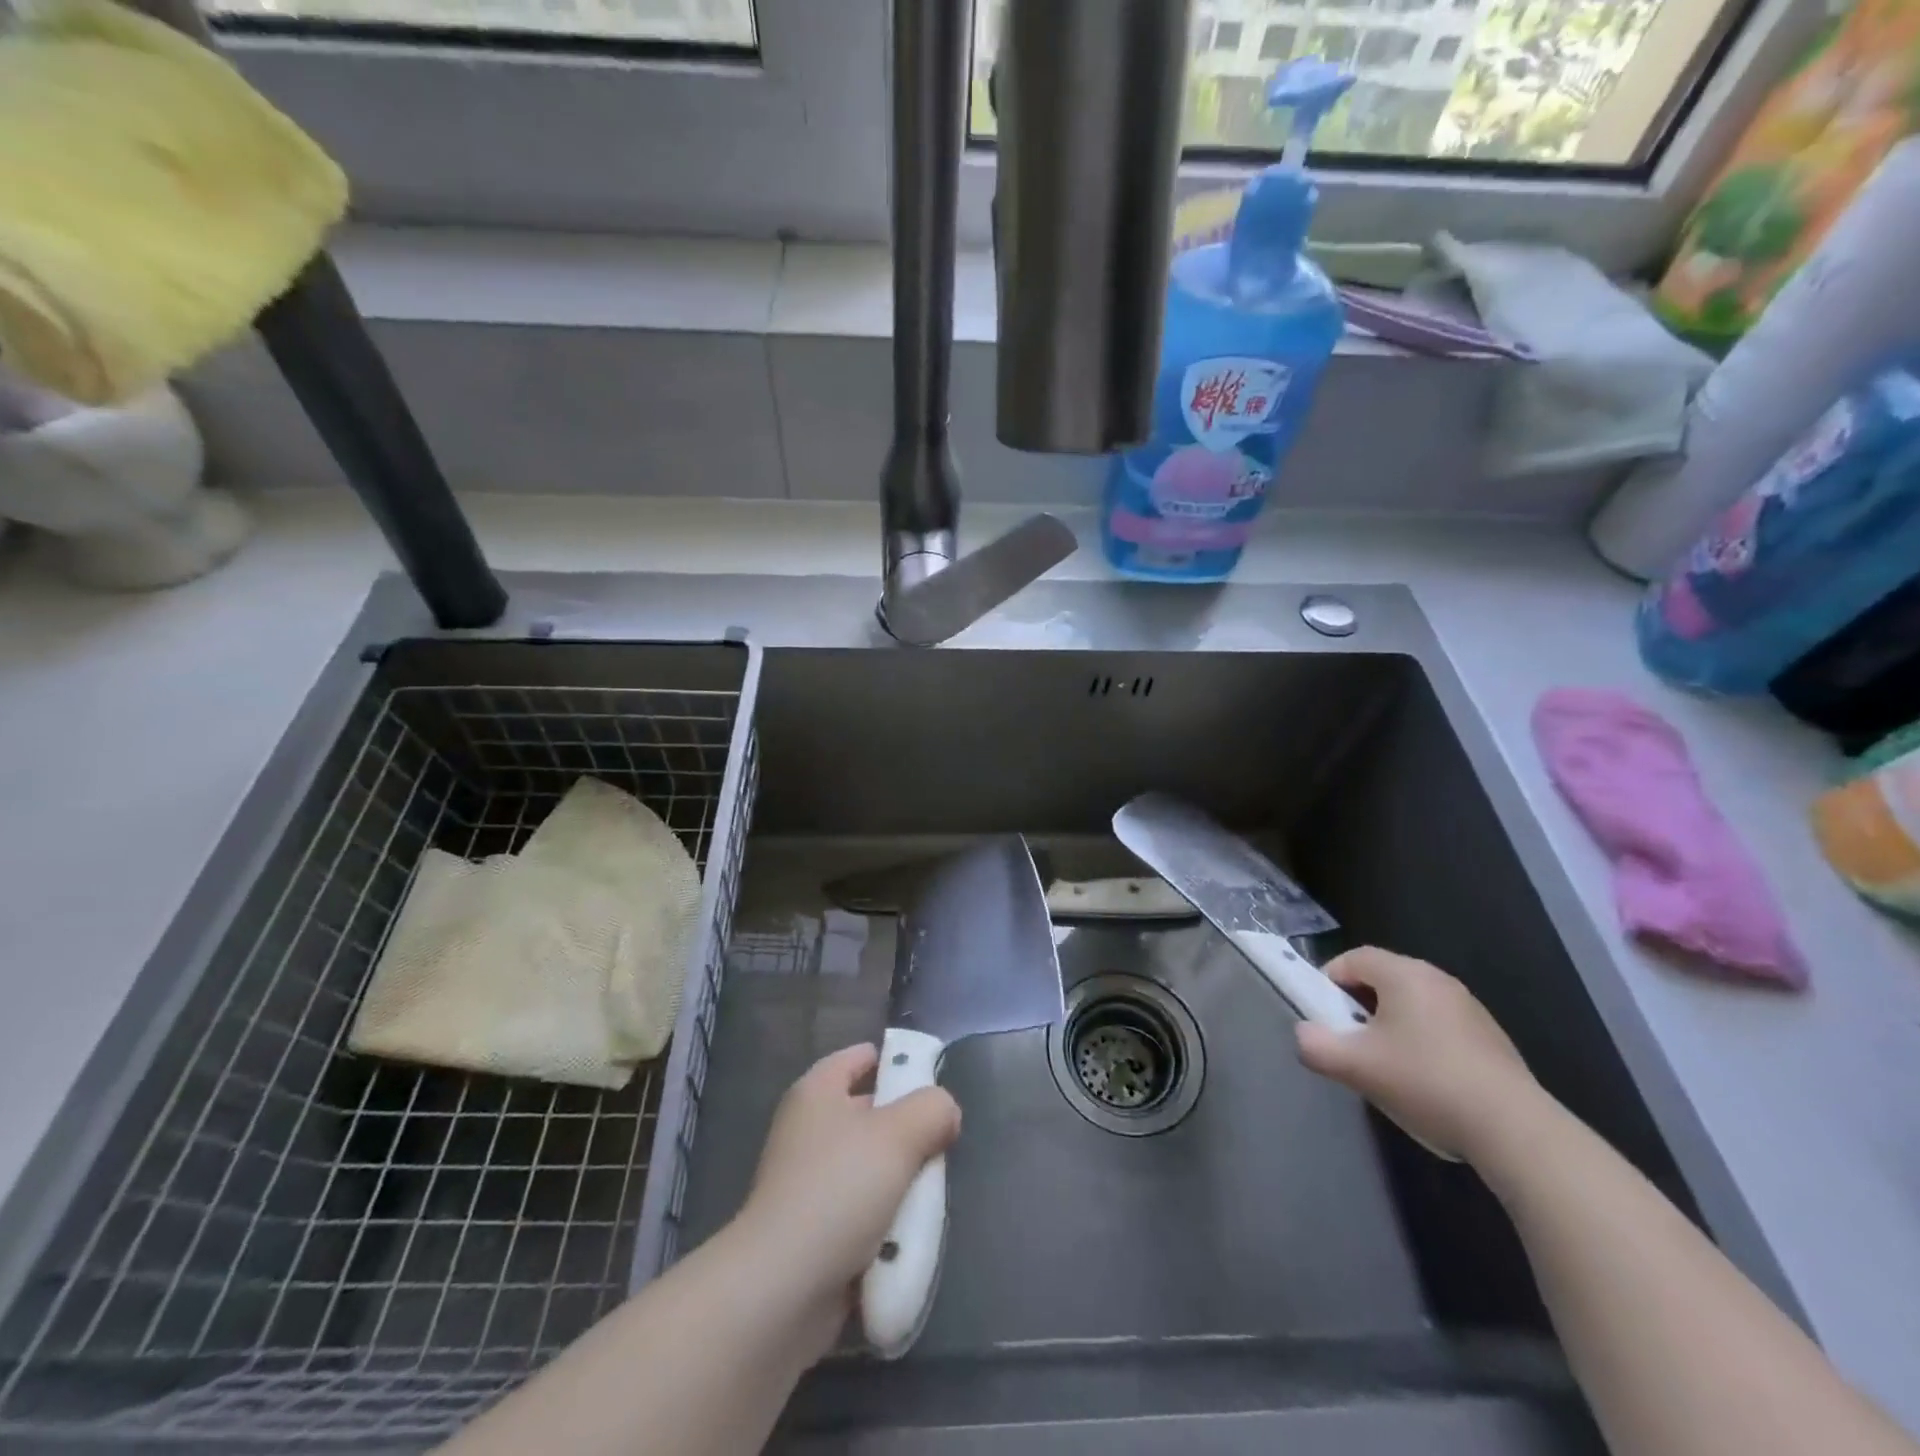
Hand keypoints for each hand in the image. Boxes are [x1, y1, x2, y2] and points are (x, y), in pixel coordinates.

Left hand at [730, 1044, 960, 1359]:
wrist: (782, 1291)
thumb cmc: (840, 1190)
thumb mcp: (900, 1134)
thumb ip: (932, 1108)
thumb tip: (945, 1110)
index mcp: (818, 1091)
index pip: (862, 1057)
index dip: (897, 1062)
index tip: (934, 1084)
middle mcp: (808, 1129)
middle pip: (872, 1114)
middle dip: (909, 1130)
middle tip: (944, 1146)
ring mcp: (808, 1183)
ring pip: (872, 1168)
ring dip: (901, 1184)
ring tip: (931, 1198)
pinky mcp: (813, 1232)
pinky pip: (862, 1215)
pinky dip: (885, 1225)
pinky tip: (907, 1238)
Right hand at [1293, 947, 1544, 1164]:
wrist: (1516, 1131)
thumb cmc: (1426, 1082)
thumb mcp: (1356, 1066)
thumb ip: (1315, 1045)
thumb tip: (1304, 1035)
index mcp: (1405, 974)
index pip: (1353, 959)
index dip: (1328, 982)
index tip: (1323, 1017)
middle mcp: (1438, 980)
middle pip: (1382, 979)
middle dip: (1358, 1007)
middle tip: (1350, 1043)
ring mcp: (1470, 1009)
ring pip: (1412, 1005)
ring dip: (1390, 1027)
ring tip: (1386, 1067)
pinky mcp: (1491, 1040)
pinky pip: (1440, 1027)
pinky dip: (1422, 1044)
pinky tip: (1426, 1083)